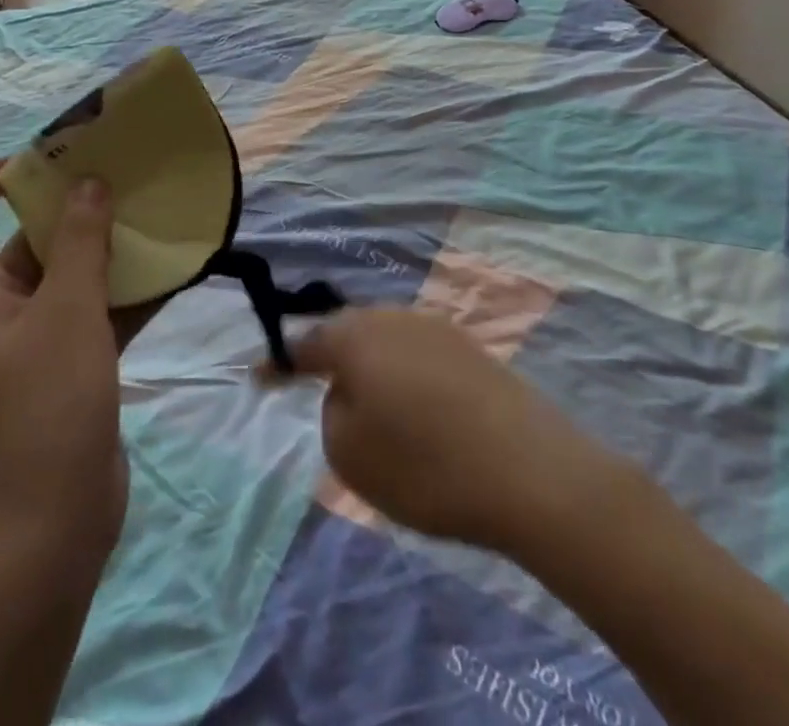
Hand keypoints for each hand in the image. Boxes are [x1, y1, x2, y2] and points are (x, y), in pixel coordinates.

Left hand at [0, 162, 155, 557]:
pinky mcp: (63, 368)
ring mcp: (26, 345)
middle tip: (110, 179)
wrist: (54, 525)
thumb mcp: (66, 309)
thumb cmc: (44, 404)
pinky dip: (121, 293)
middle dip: (63, 213)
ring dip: (101, 251)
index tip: (27, 168)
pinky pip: (89, 313)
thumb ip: (79, 240)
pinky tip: (170, 270)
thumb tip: (88, 184)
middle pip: (16, 246)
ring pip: (61, 279)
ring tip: (146, 214)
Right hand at [288, 309, 640, 554]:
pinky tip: (418, 408)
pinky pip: (418, 354)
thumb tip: (351, 391)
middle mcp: (392, 317)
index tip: (258, 374)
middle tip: (317, 386)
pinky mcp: (470, 347)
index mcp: (355, 336)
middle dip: (329, 357)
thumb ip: (332, 412)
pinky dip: (405, 376)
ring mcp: (435, 327)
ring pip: (385, 340)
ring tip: (371, 404)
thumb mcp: (350, 454)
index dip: (278, 361)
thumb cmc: (426, 465)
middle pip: (347, 332)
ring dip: (371, 366)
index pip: (304, 343)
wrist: (530, 470)